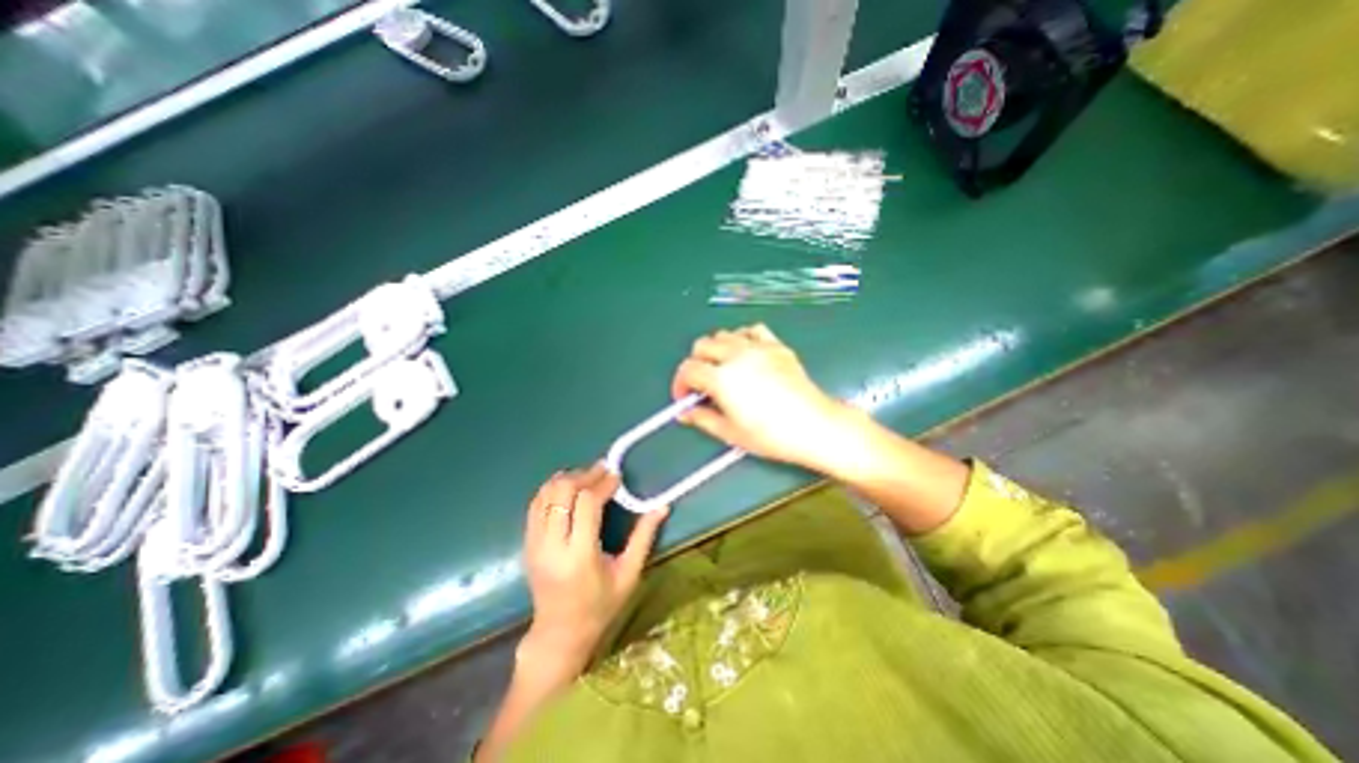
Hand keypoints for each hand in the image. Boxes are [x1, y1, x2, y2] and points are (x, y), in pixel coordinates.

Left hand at [522, 465, 666, 674]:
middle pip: (562, 492)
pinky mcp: (527, 543)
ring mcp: (534, 544)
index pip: (587, 504)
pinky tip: (569, 487)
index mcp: (579, 556)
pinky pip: (535, 504)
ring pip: (546, 494)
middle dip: (584, 476)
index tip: (617, 476)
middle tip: (602, 472)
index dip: (603, 484)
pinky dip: (552, 489)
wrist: (559, 633)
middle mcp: (552, 546)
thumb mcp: (629, 574)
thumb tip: (662, 506)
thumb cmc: (600, 606)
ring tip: (588, 477)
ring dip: (567, 479)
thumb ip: (644, 537)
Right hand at [671, 322, 850, 472]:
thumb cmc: (770, 435)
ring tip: (724, 368)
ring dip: (716, 349)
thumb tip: (685, 413)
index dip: (681, 383)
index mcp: (721, 378)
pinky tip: (746, 354)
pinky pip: (752, 330)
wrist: (814, 426)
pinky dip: (742, 338)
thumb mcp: (730, 432)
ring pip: (724, 334)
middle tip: (703, 384)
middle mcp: (736, 355)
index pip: (688, 369)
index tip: (685, 397)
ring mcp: (758, 347)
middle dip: (696, 363)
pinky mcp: (776, 345)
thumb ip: (702, 419)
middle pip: (702, 345)